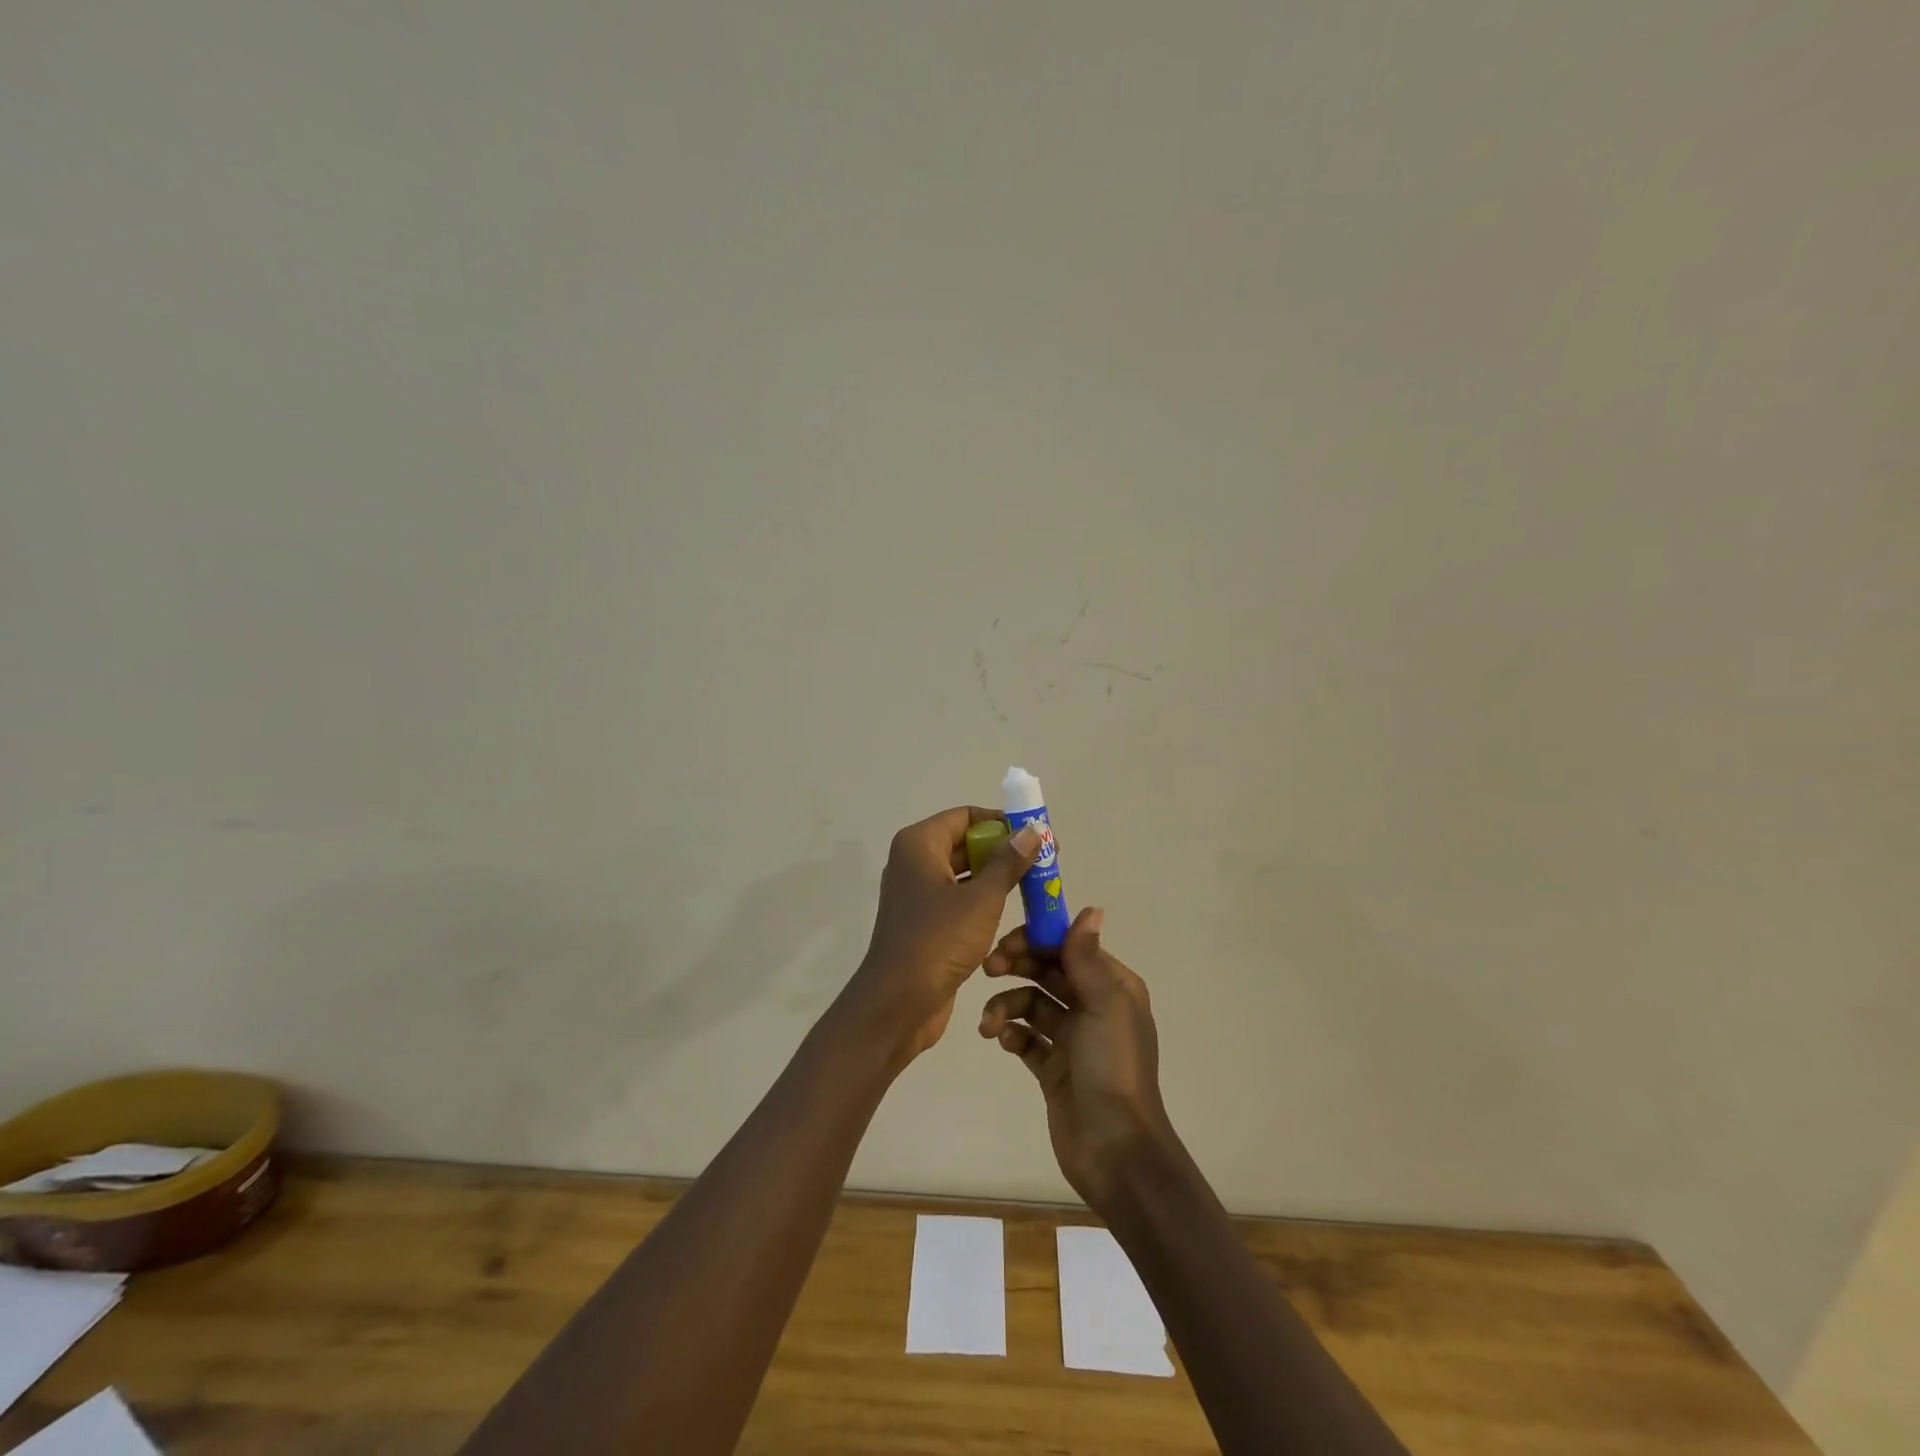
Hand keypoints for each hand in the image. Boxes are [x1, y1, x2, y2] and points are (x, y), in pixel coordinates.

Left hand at [840, 806, 1040, 1065]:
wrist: (898, 1004)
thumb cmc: (938, 941)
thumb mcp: (981, 899)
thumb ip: (1008, 862)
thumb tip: (1032, 831)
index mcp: (919, 844)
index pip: (966, 816)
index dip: (1003, 822)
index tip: (1037, 837)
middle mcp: (914, 862)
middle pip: (966, 842)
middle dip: (1005, 850)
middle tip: (1045, 862)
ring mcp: (917, 893)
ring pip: (965, 872)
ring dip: (998, 877)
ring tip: (1037, 885)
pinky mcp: (925, 922)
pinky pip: (959, 898)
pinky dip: (984, 900)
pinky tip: (1014, 911)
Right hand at [978, 907, 1173, 1211]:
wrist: (1115, 1151)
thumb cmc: (1112, 1068)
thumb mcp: (1104, 1006)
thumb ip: (1087, 958)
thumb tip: (1091, 909)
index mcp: (1112, 986)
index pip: (1070, 946)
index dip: (1038, 938)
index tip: (1006, 940)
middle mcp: (1093, 1006)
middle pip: (1048, 970)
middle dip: (1017, 965)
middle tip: (988, 968)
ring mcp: (1072, 1038)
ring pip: (1031, 1003)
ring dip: (1006, 1004)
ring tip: (990, 1023)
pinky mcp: (1053, 1067)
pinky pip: (1025, 1037)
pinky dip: (1010, 1033)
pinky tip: (1002, 1041)